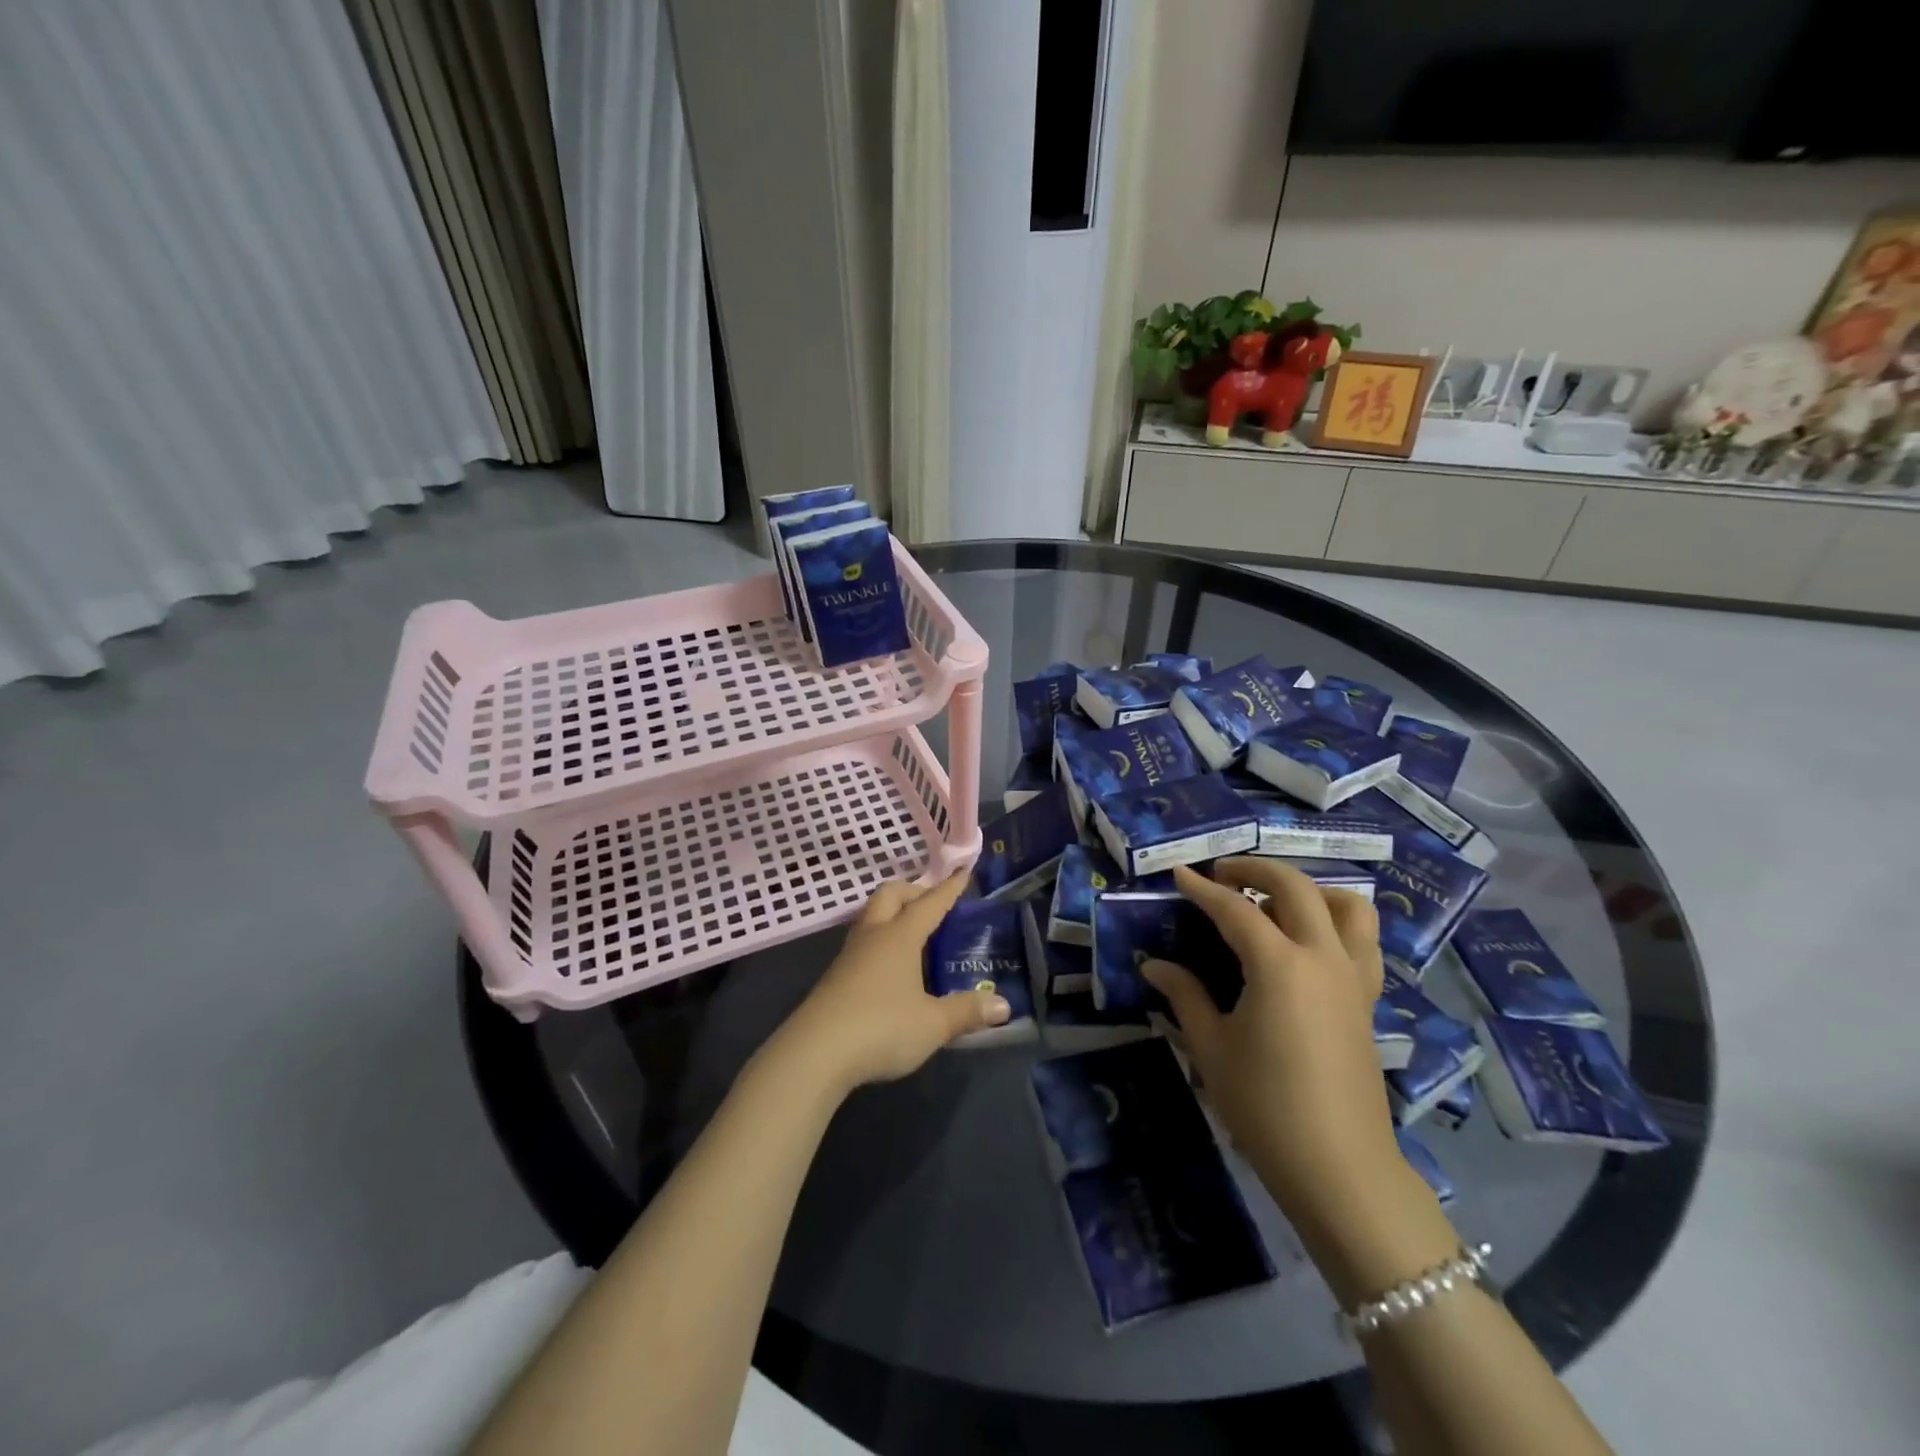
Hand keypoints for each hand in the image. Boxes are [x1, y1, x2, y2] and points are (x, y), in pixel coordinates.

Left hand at [772, 871, 1009, 1094]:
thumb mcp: (933, 1024)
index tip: (962, 872)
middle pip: (889, 895)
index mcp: (900, 937)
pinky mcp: (835, 978)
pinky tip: (890, 969)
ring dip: (892, 916)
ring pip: (871, 918)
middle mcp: (873, 936)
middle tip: (932, 905)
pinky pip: (862, 944)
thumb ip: (966, 1012)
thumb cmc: (881, 1027)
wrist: (815, 1054)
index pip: (929, 904)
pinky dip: (880, 942)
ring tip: (913, 935)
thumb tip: (1002, 1005)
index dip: (948, 889)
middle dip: (912, 892)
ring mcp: (849, 956)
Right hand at [1142, 859, 1403, 1229]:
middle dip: (1255, 869)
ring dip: (1310, 889)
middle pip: (1296, 887)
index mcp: (1280, 965)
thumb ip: (1184, 995)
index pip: (1235, 909)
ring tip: (1276, 900)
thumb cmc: (1265, 1106)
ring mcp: (1353, 978)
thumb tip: (1153, 965)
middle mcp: (1322, 958)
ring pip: (1348, 906)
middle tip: (1222, 874)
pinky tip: (1309, 942)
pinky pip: (1364, 941)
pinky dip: (1338, 922)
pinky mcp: (1368, 1001)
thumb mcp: (1211, 1048)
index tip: (1179, 874)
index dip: (1202, 889)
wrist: (1340, 1168)